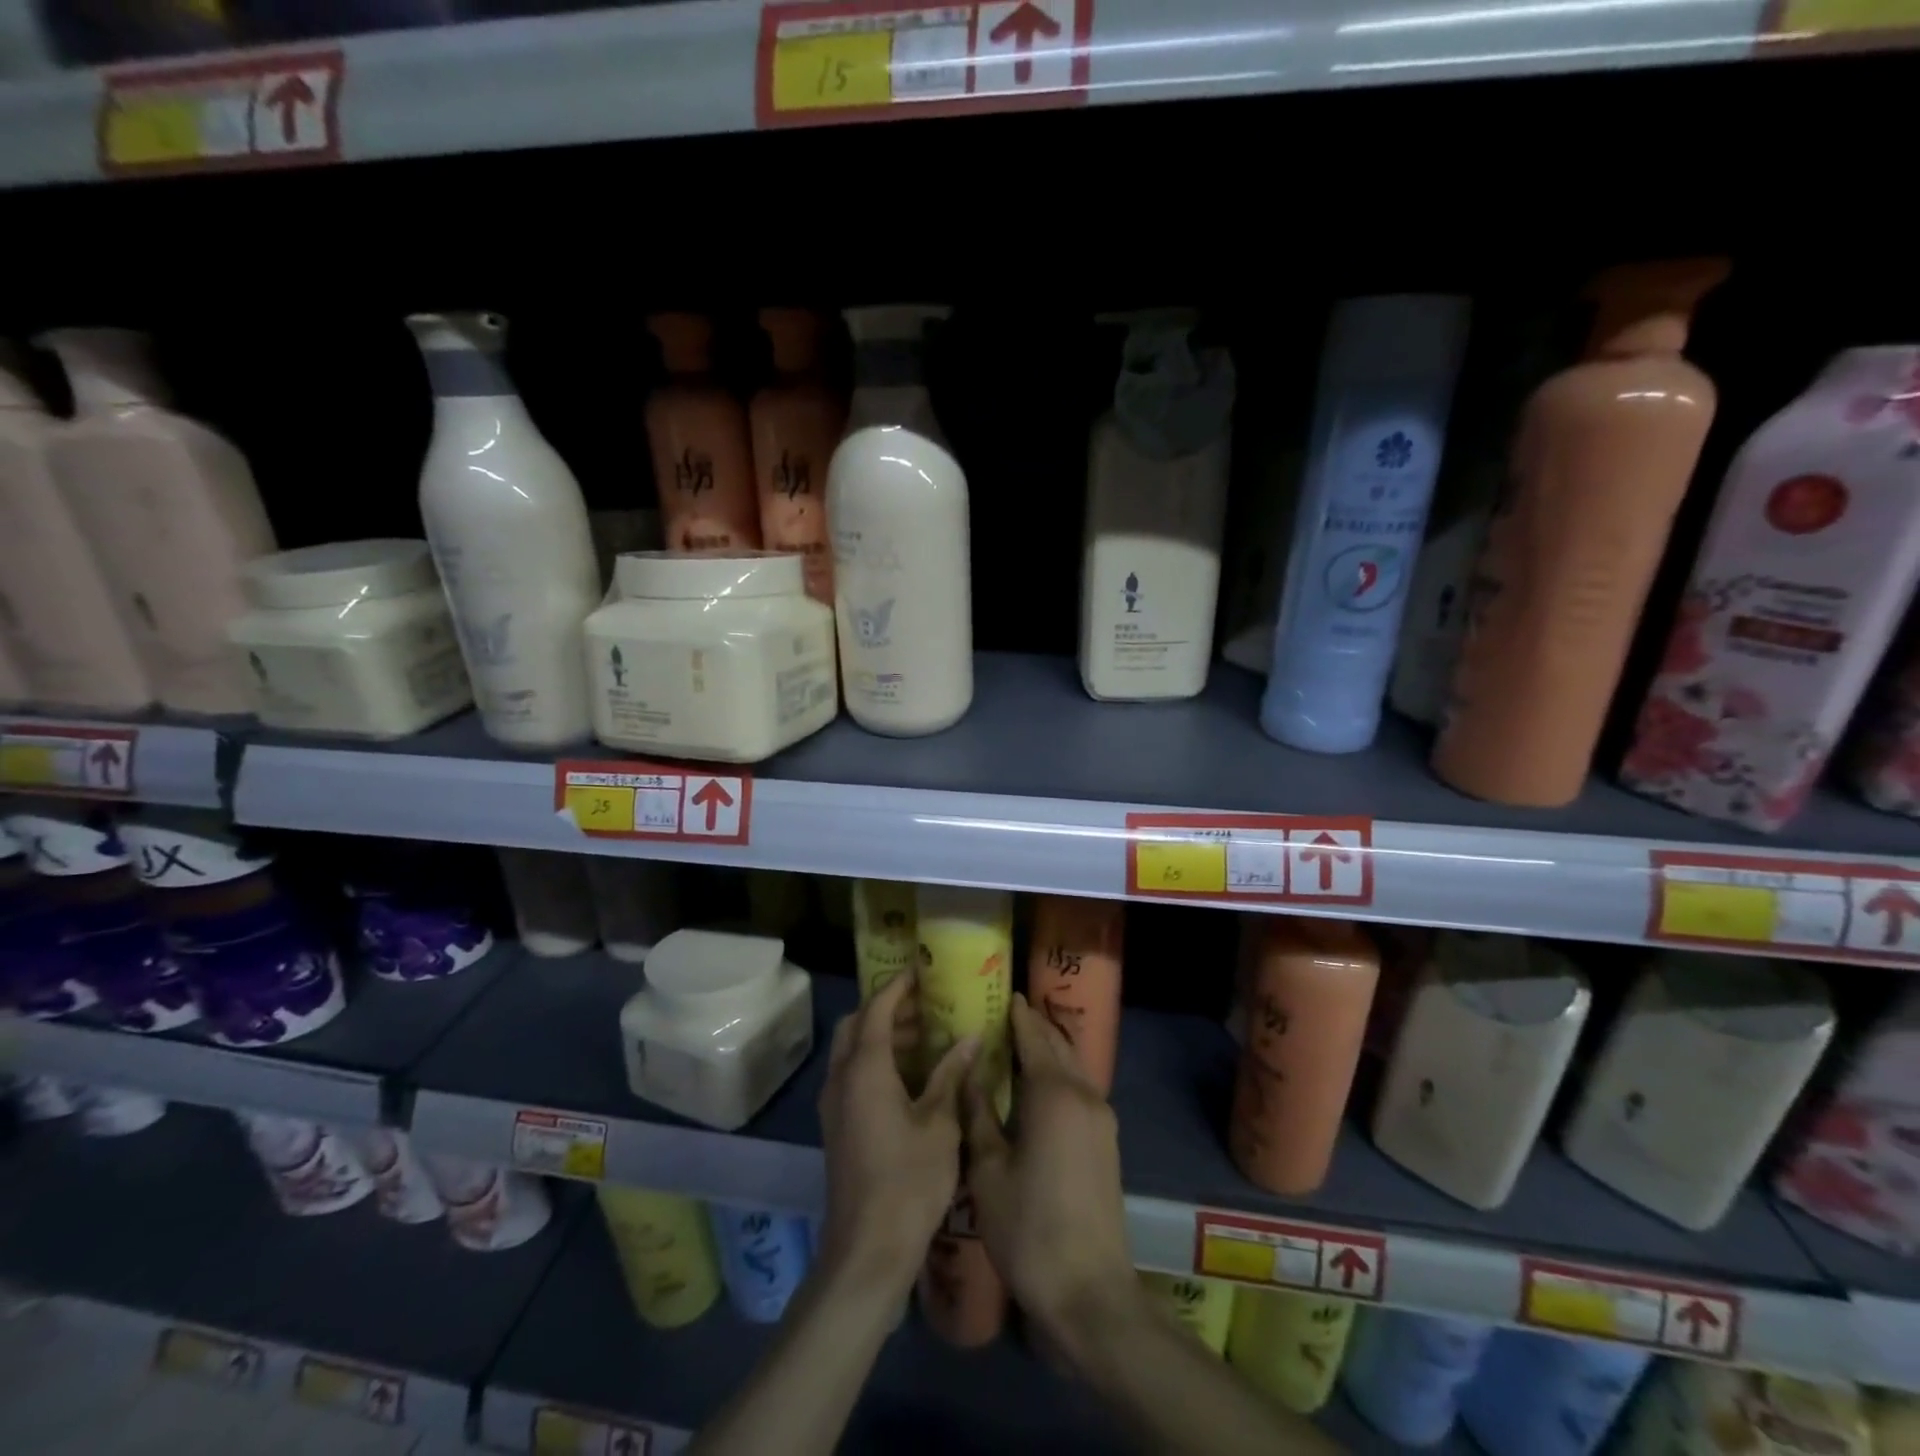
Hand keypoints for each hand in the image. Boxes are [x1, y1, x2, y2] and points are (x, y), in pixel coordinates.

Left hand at [816, 971, 976, 1292]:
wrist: (867, 1250)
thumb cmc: (909, 1181)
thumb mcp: (940, 1124)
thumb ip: (951, 1074)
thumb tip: (971, 1037)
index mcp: (864, 1068)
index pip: (876, 1008)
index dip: (898, 986)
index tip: (922, 971)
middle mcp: (841, 1078)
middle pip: (857, 1024)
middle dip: (887, 1009)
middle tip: (926, 1007)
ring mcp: (834, 1104)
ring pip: (851, 1050)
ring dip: (881, 1035)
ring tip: (926, 1038)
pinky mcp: (837, 1126)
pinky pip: (852, 1074)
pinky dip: (876, 1061)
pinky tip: (910, 1077)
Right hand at [965, 992, 1133, 1343]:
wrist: (1089, 1294)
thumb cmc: (1029, 1229)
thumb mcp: (988, 1171)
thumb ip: (978, 1115)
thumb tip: (968, 1073)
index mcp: (1054, 1094)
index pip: (1034, 1037)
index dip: (1018, 1014)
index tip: (1003, 993)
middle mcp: (1084, 1096)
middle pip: (1059, 1046)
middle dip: (1036, 1025)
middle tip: (1008, 1013)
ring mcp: (1102, 1120)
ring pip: (1075, 1067)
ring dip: (1051, 1049)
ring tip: (1021, 1043)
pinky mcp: (1107, 1143)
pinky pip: (1082, 1089)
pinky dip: (1061, 1074)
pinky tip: (1040, 1087)